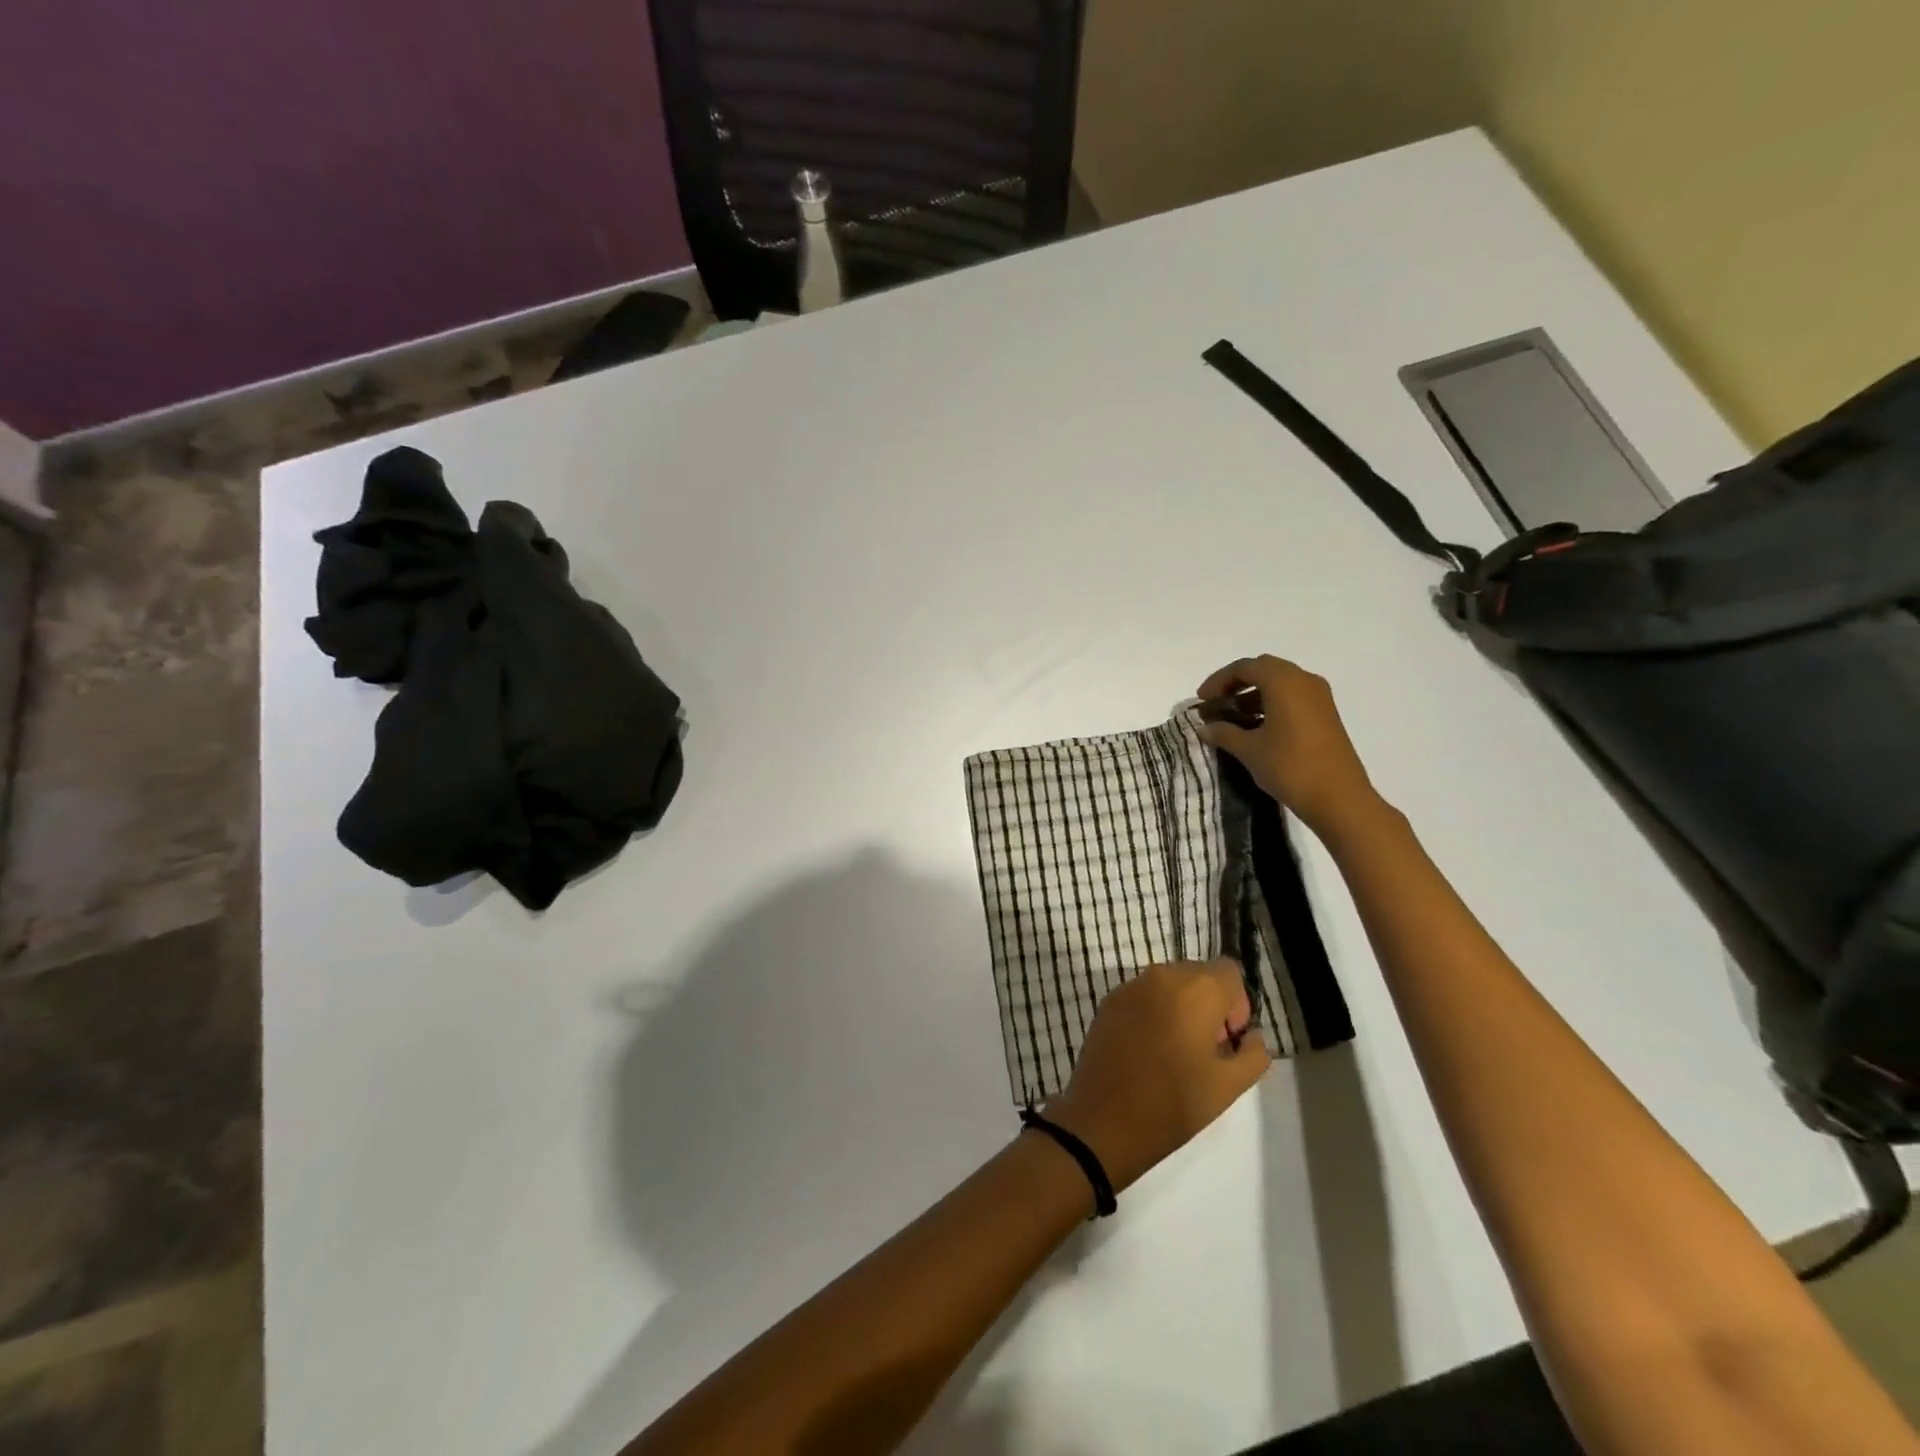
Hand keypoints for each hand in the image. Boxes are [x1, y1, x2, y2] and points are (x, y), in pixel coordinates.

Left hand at [1043, 960, 1269, 1192]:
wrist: (1104, 1120)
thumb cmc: (1173, 1103)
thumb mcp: (1229, 1085)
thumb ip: (1254, 1053)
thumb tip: (1250, 1035)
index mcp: (1196, 988)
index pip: (1230, 972)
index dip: (1238, 1004)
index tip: (1227, 1040)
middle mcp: (1161, 975)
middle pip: (1199, 975)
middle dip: (1210, 1005)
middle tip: (1205, 1050)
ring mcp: (1130, 986)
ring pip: (1170, 984)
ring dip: (1181, 1007)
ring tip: (1176, 1052)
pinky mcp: (1109, 1001)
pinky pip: (1144, 995)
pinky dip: (1154, 1012)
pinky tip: (1148, 1051)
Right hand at [1197, 655, 1382, 837]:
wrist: (1339, 799)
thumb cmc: (1290, 767)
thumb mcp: (1249, 750)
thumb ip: (1224, 733)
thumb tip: (1204, 727)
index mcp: (1284, 682)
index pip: (1244, 667)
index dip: (1218, 681)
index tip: (1201, 701)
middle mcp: (1304, 681)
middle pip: (1264, 669)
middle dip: (1236, 683)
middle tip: (1216, 703)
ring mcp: (1319, 697)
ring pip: (1280, 683)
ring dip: (1253, 695)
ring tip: (1232, 718)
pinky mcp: (1326, 715)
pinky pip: (1293, 697)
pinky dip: (1271, 704)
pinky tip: (1256, 727)